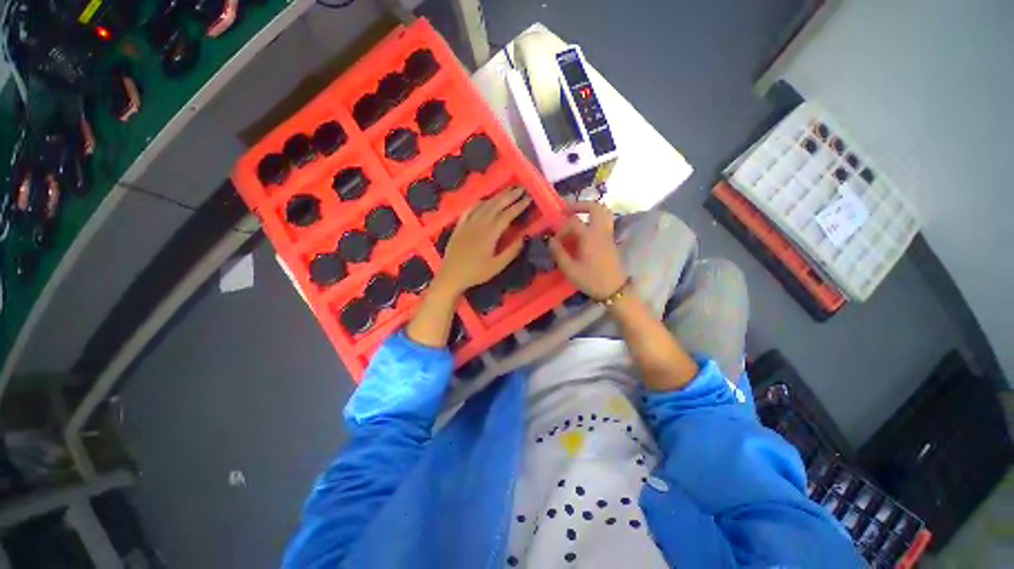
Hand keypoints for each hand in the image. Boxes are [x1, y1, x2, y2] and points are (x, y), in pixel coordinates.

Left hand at [435, 187, 530, 294]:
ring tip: (507, 190)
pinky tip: (483, 199)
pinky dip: (478, 202)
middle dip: (509, 195)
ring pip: (484, 205)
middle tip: (521, 188)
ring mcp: (467, 223)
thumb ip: (512, 251)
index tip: (528, 198)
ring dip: (496, 196)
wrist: (451, 275)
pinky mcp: (459, 226)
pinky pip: (469, 209)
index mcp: (490, 234)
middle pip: (496, 205)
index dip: (518, 206)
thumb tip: (525, 237)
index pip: (507, 215)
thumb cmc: (476, 273)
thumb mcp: (497, 266)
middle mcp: (479, 224)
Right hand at [549, 201, 626, 299]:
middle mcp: (601, 231)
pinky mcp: (610, 242)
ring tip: (576, 218)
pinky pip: (603, 223)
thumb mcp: (570, 269)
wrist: (614, 290)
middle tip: (567, 211)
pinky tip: (583, 233)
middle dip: (581, 205)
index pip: (573, 222)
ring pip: (603, 213)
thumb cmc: (591, 280)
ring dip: (589, 211)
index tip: (555, 241)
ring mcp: (608, 235)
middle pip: (596, 207)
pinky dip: (593, 221)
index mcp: (590, 236)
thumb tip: (550, 241)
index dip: (561, 229)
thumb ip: (559, 253)